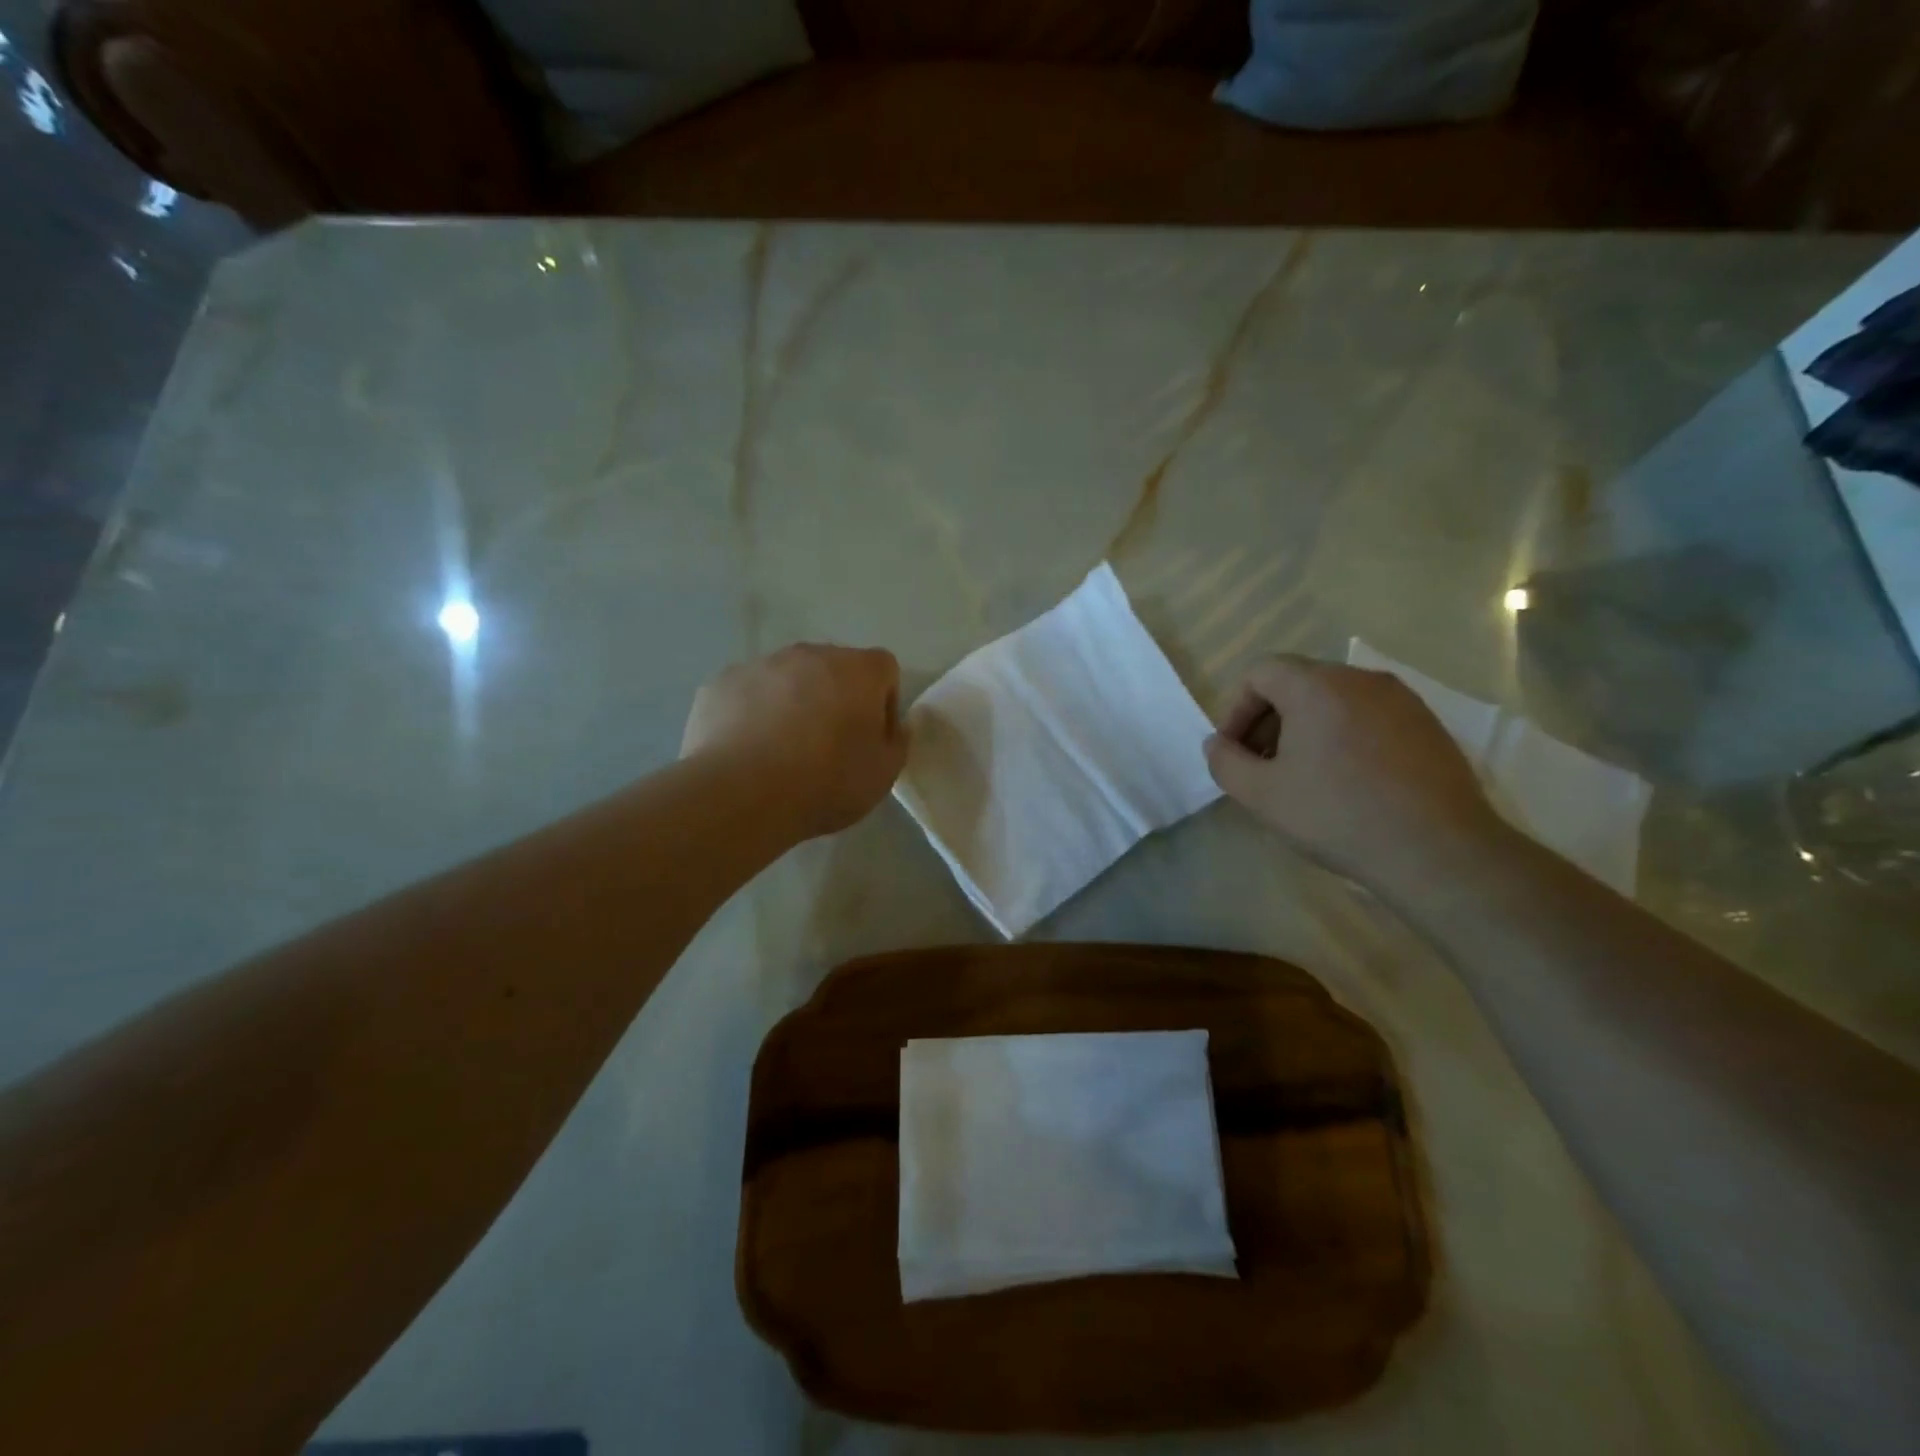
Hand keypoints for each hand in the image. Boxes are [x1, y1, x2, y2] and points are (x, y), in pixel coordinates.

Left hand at [682, 643, 907, 839]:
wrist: (743, 794)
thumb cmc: (827, 782)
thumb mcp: (884, 774)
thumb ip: (897, 742)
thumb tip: (894, 726)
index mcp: (858, 670)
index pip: (884, 670)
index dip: (883, 703)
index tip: (871, 738)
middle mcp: (811, 654)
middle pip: (833, 668)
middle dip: (836, 698)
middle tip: (828, 746)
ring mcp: (761, 665)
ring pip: (787, 678)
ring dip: (792, 703)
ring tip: (782, 751)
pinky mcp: (721, 683)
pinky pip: (747, 694)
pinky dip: (752, 714)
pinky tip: (748, 751)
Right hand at [1203, 655, 1504, 894]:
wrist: (1438, 851)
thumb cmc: (1337, 815)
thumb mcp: (1261, 795)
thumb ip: (1225, 762)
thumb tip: (1217, 744)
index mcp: (1316, 686)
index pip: (1260, 672)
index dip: (1236, 709)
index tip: (1234, 751)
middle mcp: (1360, 678)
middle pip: (1298, 682)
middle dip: (1269, 720)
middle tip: (1262, 766)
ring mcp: (1401, 699)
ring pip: (1335, 700)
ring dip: (1306, 729)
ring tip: (1304, 777)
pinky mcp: (1428, 725)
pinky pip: (1369, 717)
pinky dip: (1344, 736)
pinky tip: (1348, 782)